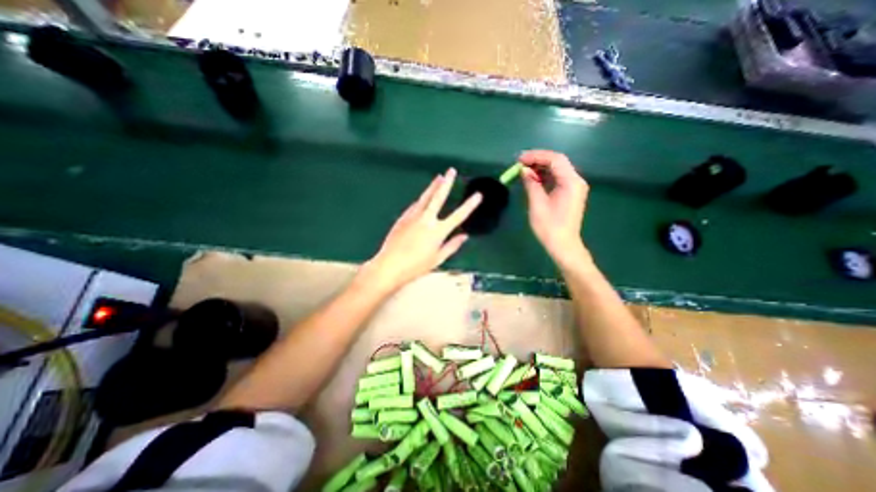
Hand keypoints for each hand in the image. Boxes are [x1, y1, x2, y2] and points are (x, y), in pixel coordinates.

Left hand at [362, 167, 485, 292]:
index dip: (469, 205)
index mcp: (438, 231)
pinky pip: (415, 205)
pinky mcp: (403, 218)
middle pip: (439, 197)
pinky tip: (423, 197)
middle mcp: (427, 220)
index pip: (458, 216)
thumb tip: (464, 236)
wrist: (389, 265)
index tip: (478, 195)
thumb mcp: (438, 259)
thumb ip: (452, 246)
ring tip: (438, 177)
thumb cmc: (416, 266)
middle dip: (447, 183)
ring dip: (433, 186)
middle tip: (451, 171)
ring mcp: (413, 217)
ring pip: (425, 197)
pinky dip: (421, 200)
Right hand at [519, 150, 586, 265]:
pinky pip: (557, 178)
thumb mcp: (537, 204)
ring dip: (540, 168)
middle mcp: (576, 181)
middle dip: (538, 160)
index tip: (520, 159)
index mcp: (571, 182)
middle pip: (557, 162)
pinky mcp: (570, 193)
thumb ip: (531, 184)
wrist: (563, 245)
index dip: (536, 156)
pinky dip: (545, 176)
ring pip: (557, 169)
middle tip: (520, 163)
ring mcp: (574, 187)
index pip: (555, 159)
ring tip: (523, 170)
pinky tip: (533, 179)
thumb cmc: (549, 227)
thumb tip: (524, 170)